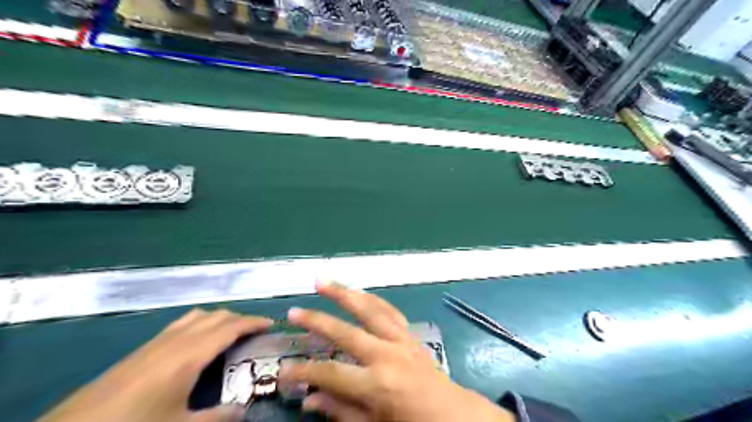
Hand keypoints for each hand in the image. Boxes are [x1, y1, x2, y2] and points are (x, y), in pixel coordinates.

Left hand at [37, 306, 273, 421]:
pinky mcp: (143, 348)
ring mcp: (158, 341)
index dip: (254, 321)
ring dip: (220, 319)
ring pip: (198, 315)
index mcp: (190, 354)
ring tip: (231, 333)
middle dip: (240, 318)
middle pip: (216, 316)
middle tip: (255, 332)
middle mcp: (177, 339)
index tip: (272, 323)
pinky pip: (182, 323)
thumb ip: (217, 418)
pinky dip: (201, 323)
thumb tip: (244, 410)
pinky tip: (198, 343)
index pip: (231, 326)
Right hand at [278, 280, 513, 421]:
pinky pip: (388, 310)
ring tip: (323, 281)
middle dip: (317, 321)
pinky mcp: (409, 334)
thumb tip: (308, 399)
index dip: (304, 371)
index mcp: (376, 384)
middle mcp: (386, 355)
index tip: (284, 369)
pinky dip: (371, 299)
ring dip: (344, 293)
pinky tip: (359, 291)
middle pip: (345, 332)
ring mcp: (399, 340)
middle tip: (294, 311)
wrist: (453, 414)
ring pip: (368, 310)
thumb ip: (340, 411)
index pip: (330, 373)